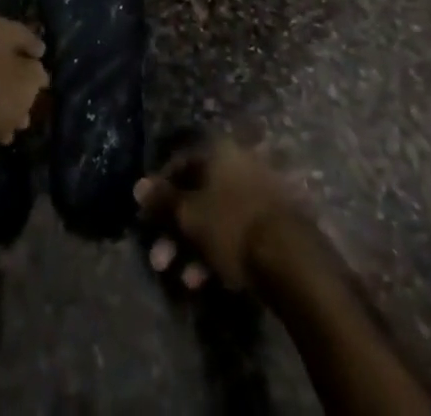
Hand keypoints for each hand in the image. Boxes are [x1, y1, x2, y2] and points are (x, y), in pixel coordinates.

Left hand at [0, 15, 47, 155]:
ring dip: (5, 99)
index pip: (22, 33)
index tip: (44, 59)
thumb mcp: (29, 81)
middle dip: (19, 81)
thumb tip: (35, 70)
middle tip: (33, 98)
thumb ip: (36, 72)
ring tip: (20, 124)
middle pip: (3, 58)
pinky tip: (1, 134)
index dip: (35, 47)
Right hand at [135, 135, 305, 292]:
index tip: (147, 217)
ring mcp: (258, 192)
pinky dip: (218, 251)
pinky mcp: (272, 222)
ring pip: (216, 215)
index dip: (159, 189)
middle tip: (159, 257)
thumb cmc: (232, 225)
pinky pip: (235, 231)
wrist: (292, 259)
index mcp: (218, 151)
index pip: (179, 162)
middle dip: (175, 227)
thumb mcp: (189, 214)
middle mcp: (238, 163)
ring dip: (193, 245)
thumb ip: (163, 200)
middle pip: (197, 193)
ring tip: (181, 277)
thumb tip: (138, 186)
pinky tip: (206, 279)